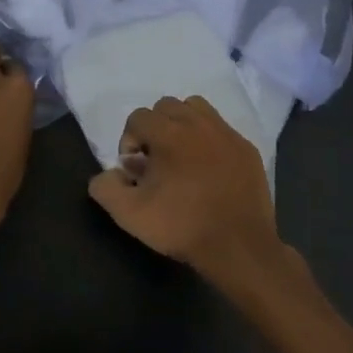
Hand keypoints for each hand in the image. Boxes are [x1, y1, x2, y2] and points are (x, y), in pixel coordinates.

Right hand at [87, 95, 286, 285]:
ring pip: (196, 109)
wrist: (238, 246)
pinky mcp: (247, 148)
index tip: (135, 170)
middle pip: (166, 106)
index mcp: (168, 134)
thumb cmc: (181, 226)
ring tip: (181, 155)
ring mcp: (226, 134)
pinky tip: (208, 168)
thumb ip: (105, 187)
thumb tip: (109, 173)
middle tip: (156, 161)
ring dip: (182, 124)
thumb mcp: (129, 214)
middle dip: (154, 128)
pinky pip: (221, 129)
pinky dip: (209, 139)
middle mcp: (198, 124)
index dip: (129, 141)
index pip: (137, 117)